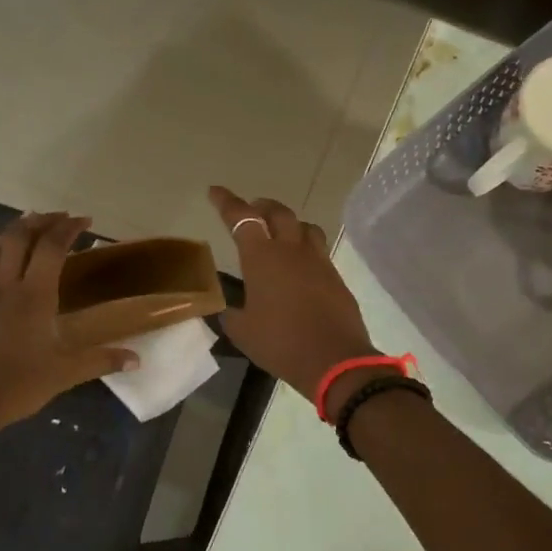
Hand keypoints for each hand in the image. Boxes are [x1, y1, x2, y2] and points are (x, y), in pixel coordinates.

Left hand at [0, 213, 138, 448]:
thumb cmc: (13, 387)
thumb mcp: (63, 376)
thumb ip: (100, 361)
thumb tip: (137, 360)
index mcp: (33, 297)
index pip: (51, 247)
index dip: (68, 228)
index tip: (85, 221)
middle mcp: (5, 285)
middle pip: (19, 237)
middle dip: (41, 221)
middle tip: (60, 218)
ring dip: (14, 230)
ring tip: (29, 226)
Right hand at [209, 187, 378, 401]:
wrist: (334, 359)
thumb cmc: (280, 343)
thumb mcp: (243, 331)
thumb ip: (232, 314)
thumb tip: (228, 308)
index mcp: (263, 257)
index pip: (242, 218)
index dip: (227, 202)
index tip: (215, 192)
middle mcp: (292, 250)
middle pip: (279, 213)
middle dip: (262, 207)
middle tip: (252, 211)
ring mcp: (318, 261)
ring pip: (305, 227)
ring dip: (290, 223)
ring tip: (280, 234)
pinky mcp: (336, 277)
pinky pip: (319, 251)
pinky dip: (306, 249)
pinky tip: (301, 266)